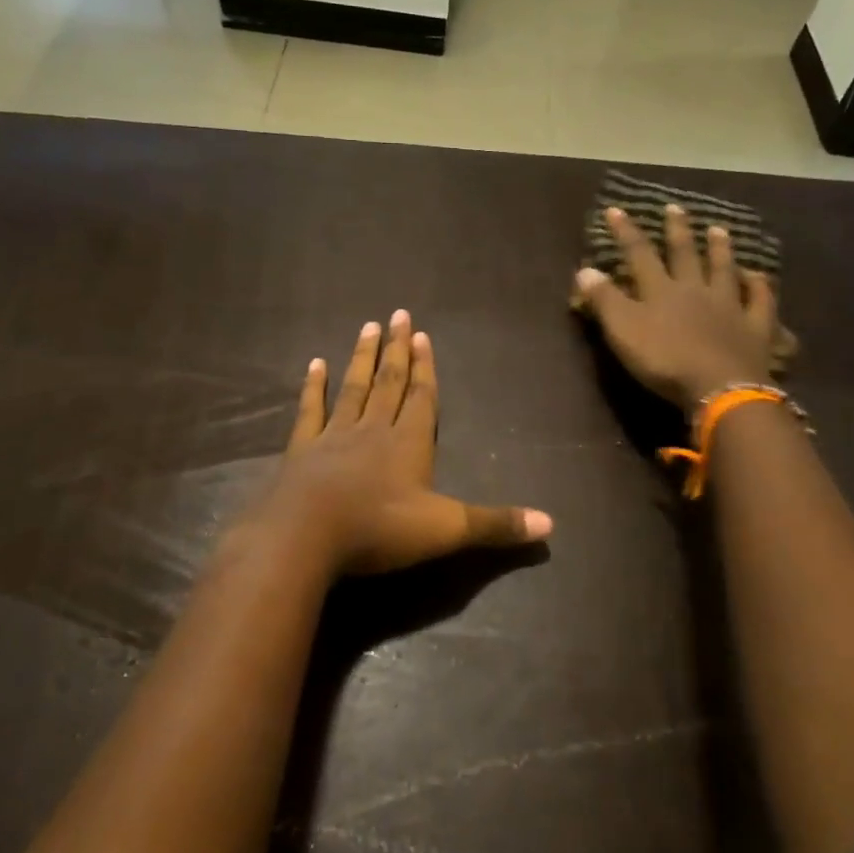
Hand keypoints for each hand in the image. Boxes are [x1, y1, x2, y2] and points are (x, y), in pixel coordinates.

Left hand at [258, 310, 552, 575]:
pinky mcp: (302, 450)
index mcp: (410, 444)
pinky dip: (314, 387)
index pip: (422, 397)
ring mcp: (335, 436)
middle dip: (397, 350)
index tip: (422, 335)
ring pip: (353, 388)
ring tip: (367, 327)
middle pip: (389, 383)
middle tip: (398, 314)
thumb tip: (551, 524)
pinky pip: (311, 410)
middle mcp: (374, 430)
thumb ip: (495, 524)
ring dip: (362, 358)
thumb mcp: (446, 530)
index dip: (425, 368)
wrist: (306, 538)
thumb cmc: (380, 529)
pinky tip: (315, 363)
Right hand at [573, 204, 777, 410]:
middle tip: (675, 207)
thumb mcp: (623, 331)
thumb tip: (584, 269)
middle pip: (685, 254)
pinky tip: (758, 276)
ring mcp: (729, 306)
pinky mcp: (755, 327)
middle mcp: (696, 290)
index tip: (615, 210)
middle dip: (677, 230)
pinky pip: (760, 300)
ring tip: (719, 229)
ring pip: (724, 270)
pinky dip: (759, 285)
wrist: (720, 387)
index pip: (639, 254)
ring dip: (720, 249)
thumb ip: (605, 300)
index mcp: (661, 290)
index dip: (625, 232)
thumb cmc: (665, 360)